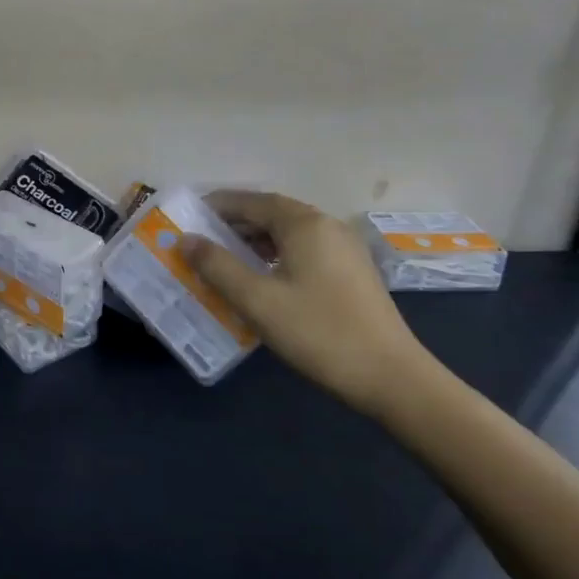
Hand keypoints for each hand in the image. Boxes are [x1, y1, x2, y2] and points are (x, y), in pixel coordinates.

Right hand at [181, 190, 429, 417]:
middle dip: (234, 223)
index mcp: (304, 223)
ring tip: (226, 260)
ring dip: (255, 240)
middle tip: (201, 240)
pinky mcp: (353, 271)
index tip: (188, 217)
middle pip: (271, 213)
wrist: (393, 378)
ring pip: (289, 232)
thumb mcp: (257, 300)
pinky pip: (305, 248)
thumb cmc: (319, 332)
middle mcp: (326, 225)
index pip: (251, 201)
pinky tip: (264, 278)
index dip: (217, 206)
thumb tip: (185, 239)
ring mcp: (344, 248)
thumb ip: (217, 266)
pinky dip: (277, 253)